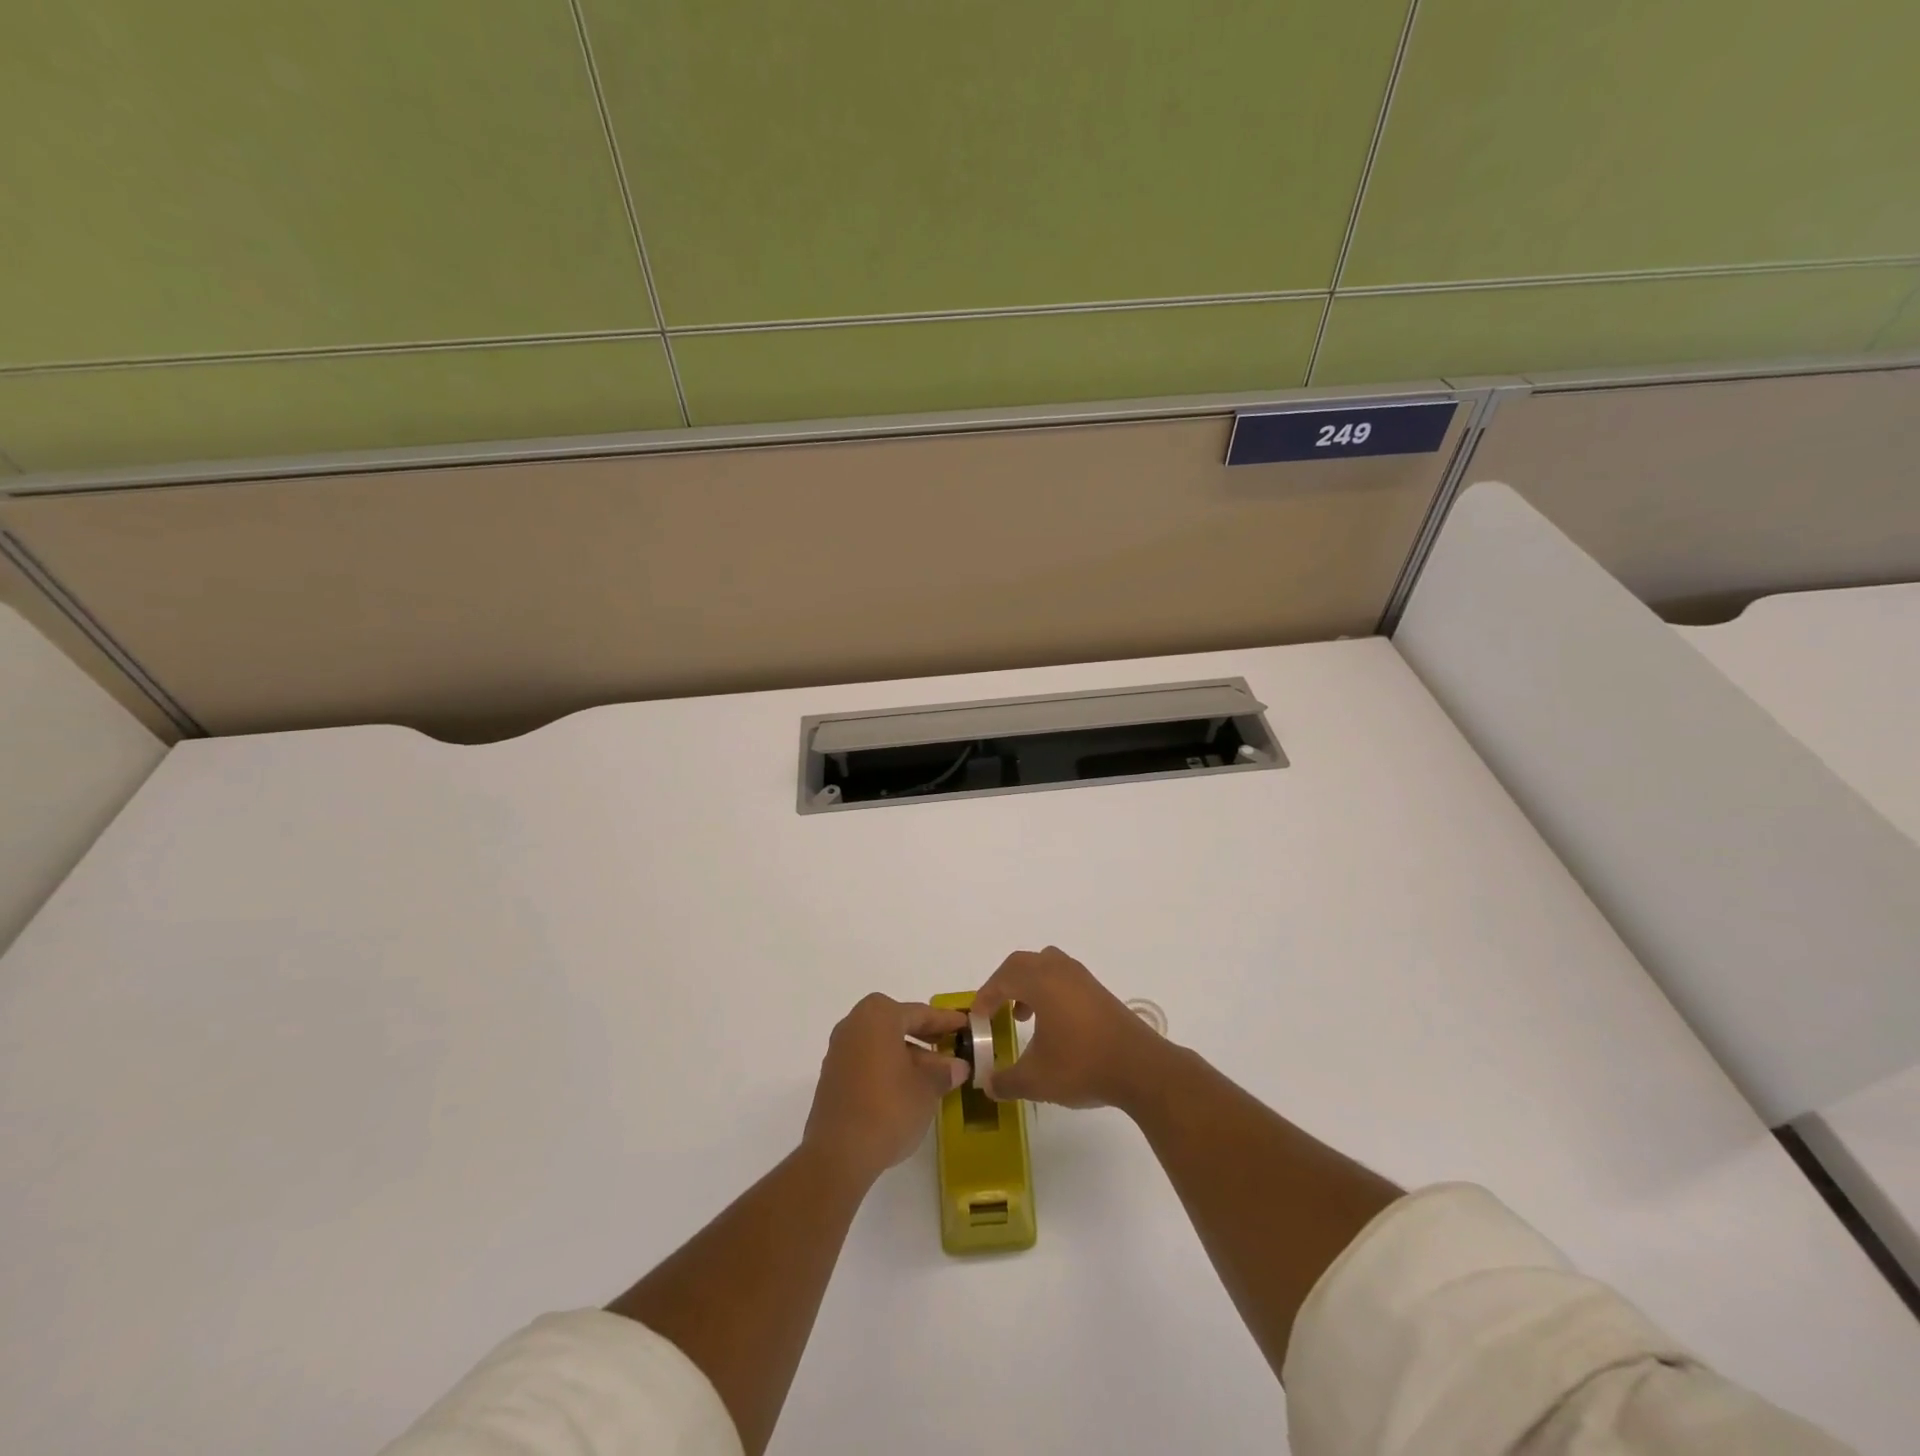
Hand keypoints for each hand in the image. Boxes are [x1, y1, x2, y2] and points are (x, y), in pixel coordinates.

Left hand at [802, 995, 967, 1185]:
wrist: (839, 1153)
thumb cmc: (889, 1107)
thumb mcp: (927, 1088)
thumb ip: (943, 1072)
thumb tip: (958, 1067)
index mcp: (878, 1016)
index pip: (919, 1013)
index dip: (945, 1020)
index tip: (964, 1024)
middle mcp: (854, 1025)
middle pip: (897, 1024)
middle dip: (924, 1036)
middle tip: (949, 1045)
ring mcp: (839, 1051)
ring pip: (881, 1044)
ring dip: (907, 1054)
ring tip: (933, 1074)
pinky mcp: (832, 1077)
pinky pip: (867, 1061)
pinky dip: (888, 1067)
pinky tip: (907, 1088)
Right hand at [972, 947, 1167, 1110]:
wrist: (1141, 1068)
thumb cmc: (1082, 1065)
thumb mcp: (1036, 1080)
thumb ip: (1006, 1081)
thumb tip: (987, 1085)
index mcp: (1041, 981)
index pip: (1002, 979)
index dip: (985, 997)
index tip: (977, 1020)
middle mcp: (1061, 970)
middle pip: (1023, 963)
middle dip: (1003, 984)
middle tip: (995, 1010)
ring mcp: (1083, 979)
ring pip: (1046, 966)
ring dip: (1028, 985)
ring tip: (1023, 1016)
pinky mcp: (1099, 992)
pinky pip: (1064, 978)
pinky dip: (1049, 992)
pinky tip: (1053, 1025)